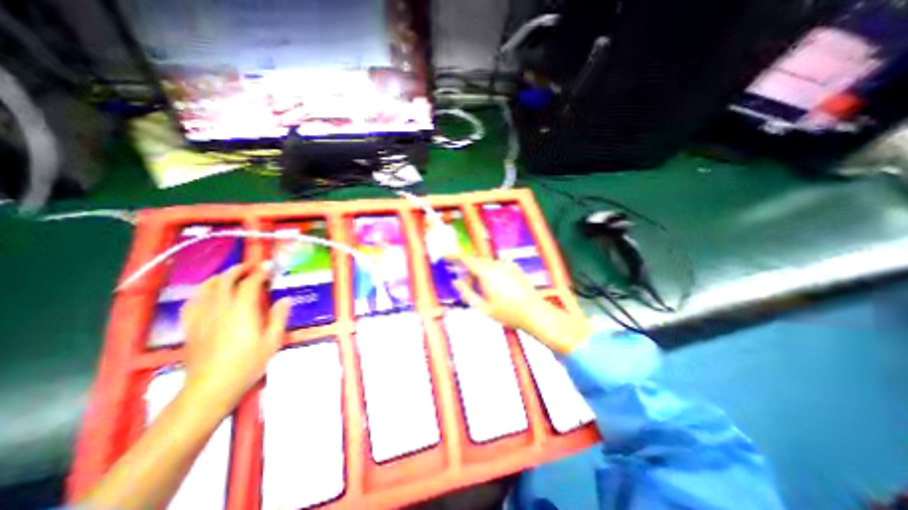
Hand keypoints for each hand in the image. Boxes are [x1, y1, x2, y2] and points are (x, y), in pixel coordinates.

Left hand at [179, 267, 288, 406]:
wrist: (210, 389)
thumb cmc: (247, 364)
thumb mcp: (272, 341)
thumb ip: (279, 317)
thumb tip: (285, 299)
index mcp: (242, 310)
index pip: (250, 283)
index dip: (260, 272)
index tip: (270, 267)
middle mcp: (220, 308)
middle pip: (225, 280)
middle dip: (240, 269)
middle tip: (253, 266)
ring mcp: (201, 317)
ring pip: (207, 287)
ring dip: (221, 277)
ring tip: (232, 275)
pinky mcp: (191, 327)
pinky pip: (193, 302)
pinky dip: (202, 291)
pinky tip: (208, 294)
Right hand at [452, 254, 592, 354]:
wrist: (536, 313)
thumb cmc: (508, 313)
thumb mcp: (483, 307)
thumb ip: (467, 293)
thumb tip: (456, 282)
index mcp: (486, 273)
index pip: (467, 259)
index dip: (455, 256)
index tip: (446, 255)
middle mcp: (496, 265)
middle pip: (477, 261)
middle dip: (468, 269)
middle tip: (467, 284)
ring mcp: (508, 265)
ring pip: (487, 264)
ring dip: (480, 271)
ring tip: (484, 290)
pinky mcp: (515, 268)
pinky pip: (498, 265)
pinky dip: (491, 271)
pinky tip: (497, 287)